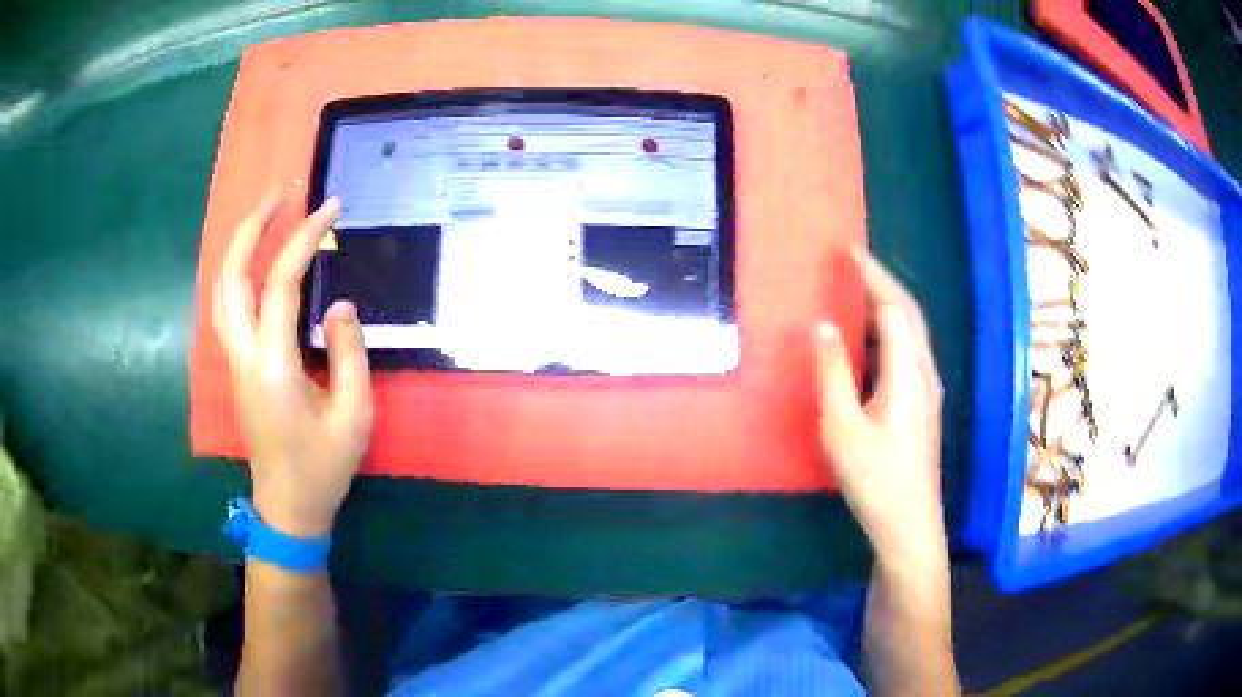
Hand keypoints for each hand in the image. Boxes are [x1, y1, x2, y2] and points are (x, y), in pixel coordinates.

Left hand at [214, 195, 373, 538]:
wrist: (288, 507)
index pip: (280, 283)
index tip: (330, 207)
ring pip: (222, 291)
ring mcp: (234, 362)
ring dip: (239, 249)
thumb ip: (349, 353)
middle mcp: (244, 355)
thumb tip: (339, 305)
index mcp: (273, 365)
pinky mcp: (236, 369)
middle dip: (252, 229)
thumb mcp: (353, 415)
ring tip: (265, 220)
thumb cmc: (323, 467)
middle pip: (231, 276)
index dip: (304, 239)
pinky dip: (237, 275)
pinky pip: (227, 308)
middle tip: (279, 196)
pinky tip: (255, 266)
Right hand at [815, 248, 944, 563]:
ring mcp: (927, 390)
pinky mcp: (922, 405)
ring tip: (857, 293)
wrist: (908, 523)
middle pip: (909, 314)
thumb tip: (822, 325)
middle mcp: (924, 373)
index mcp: (908, 372)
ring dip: (887, 306)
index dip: (873, 275)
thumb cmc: (875, 478)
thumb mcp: (842, 427)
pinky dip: (889, 332)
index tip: (849, 250)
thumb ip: (832, 373)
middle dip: (883, 283)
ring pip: (912, 333)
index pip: (894, 307)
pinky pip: (908, 352)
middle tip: (852, 265)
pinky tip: (869, 343)